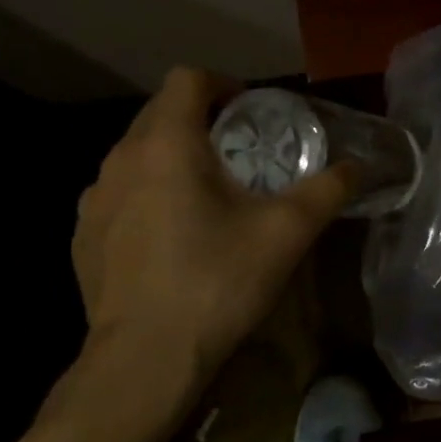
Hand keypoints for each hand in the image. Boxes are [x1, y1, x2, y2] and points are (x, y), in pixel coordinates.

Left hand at [70, 68, 359, 402]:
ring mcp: (93, 200)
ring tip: (207, 194)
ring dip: (171, 158)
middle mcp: (120, 159)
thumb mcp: (286, 233)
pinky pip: (118, 194)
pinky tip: (171, 237)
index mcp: (167, 144)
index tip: (251, 110)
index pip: (188, 79)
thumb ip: (327, 190)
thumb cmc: (217, 282)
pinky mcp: (82, 237)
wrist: (143, 361)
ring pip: (136, 155)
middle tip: (240, 152)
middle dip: (201, 120)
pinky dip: (146, 195)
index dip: (223, 84)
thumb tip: (358, 168)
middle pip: (160, 113)